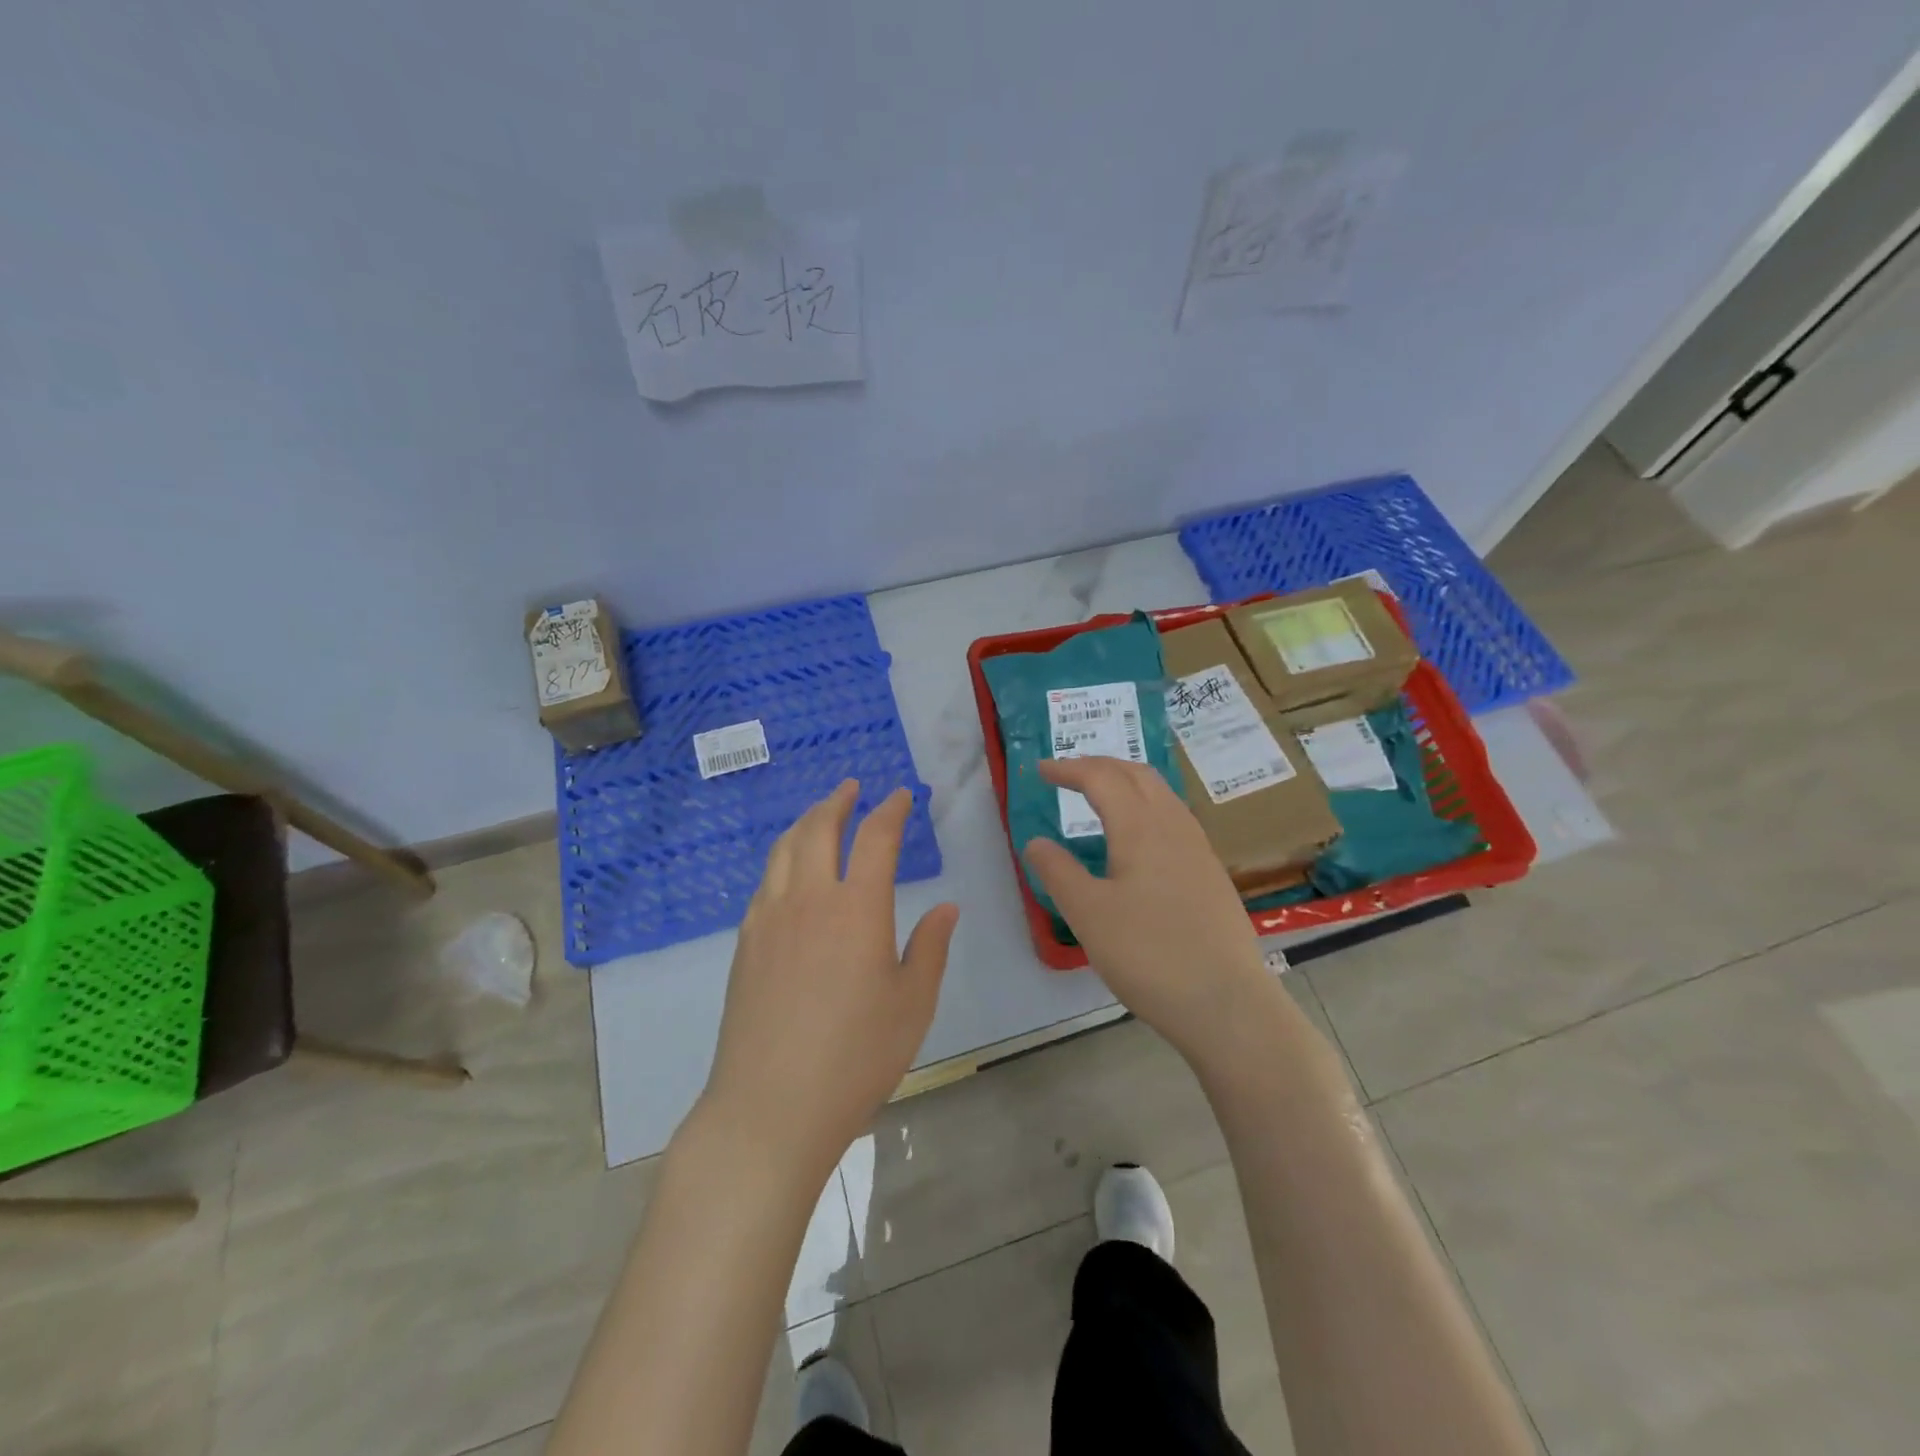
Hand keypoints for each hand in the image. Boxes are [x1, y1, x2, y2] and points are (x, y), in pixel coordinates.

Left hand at [701, 781, 958, 1184]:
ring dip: (805, 823)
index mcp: (857, 908)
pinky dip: (782, 860)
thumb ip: (930, 948)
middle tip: (852, 788)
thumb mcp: (912, 1005)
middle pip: (818, 829)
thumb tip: (945, 908)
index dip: (890, 810)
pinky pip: (765, 883)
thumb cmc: (856, 1057)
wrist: (770, 1107)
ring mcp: (769, 919)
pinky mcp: (745, 944)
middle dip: (837, 802)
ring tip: (819, 815)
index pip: (875, 838)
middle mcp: (809, 899)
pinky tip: (789, 874)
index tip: (900, 797)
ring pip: (784, 850)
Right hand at [1024, 757, 1269, 1062]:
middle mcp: (1174, 826)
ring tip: (1100, 796)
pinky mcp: (1211, 874)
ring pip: (1161, 795)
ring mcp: (1199, 849)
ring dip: (1127, 783)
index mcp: (1141, 827)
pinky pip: (1174, 819)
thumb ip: (1057, 872)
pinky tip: (1138, 838)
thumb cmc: (1149, 954)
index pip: (1102, 778)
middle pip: (1137, 774)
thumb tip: (1036, 841)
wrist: (1226, 1003)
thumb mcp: (1088, 914)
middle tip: (1068, 774)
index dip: (1069, 768)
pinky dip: (1146, 807)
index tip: (1040, 770)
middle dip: (1100, 766)